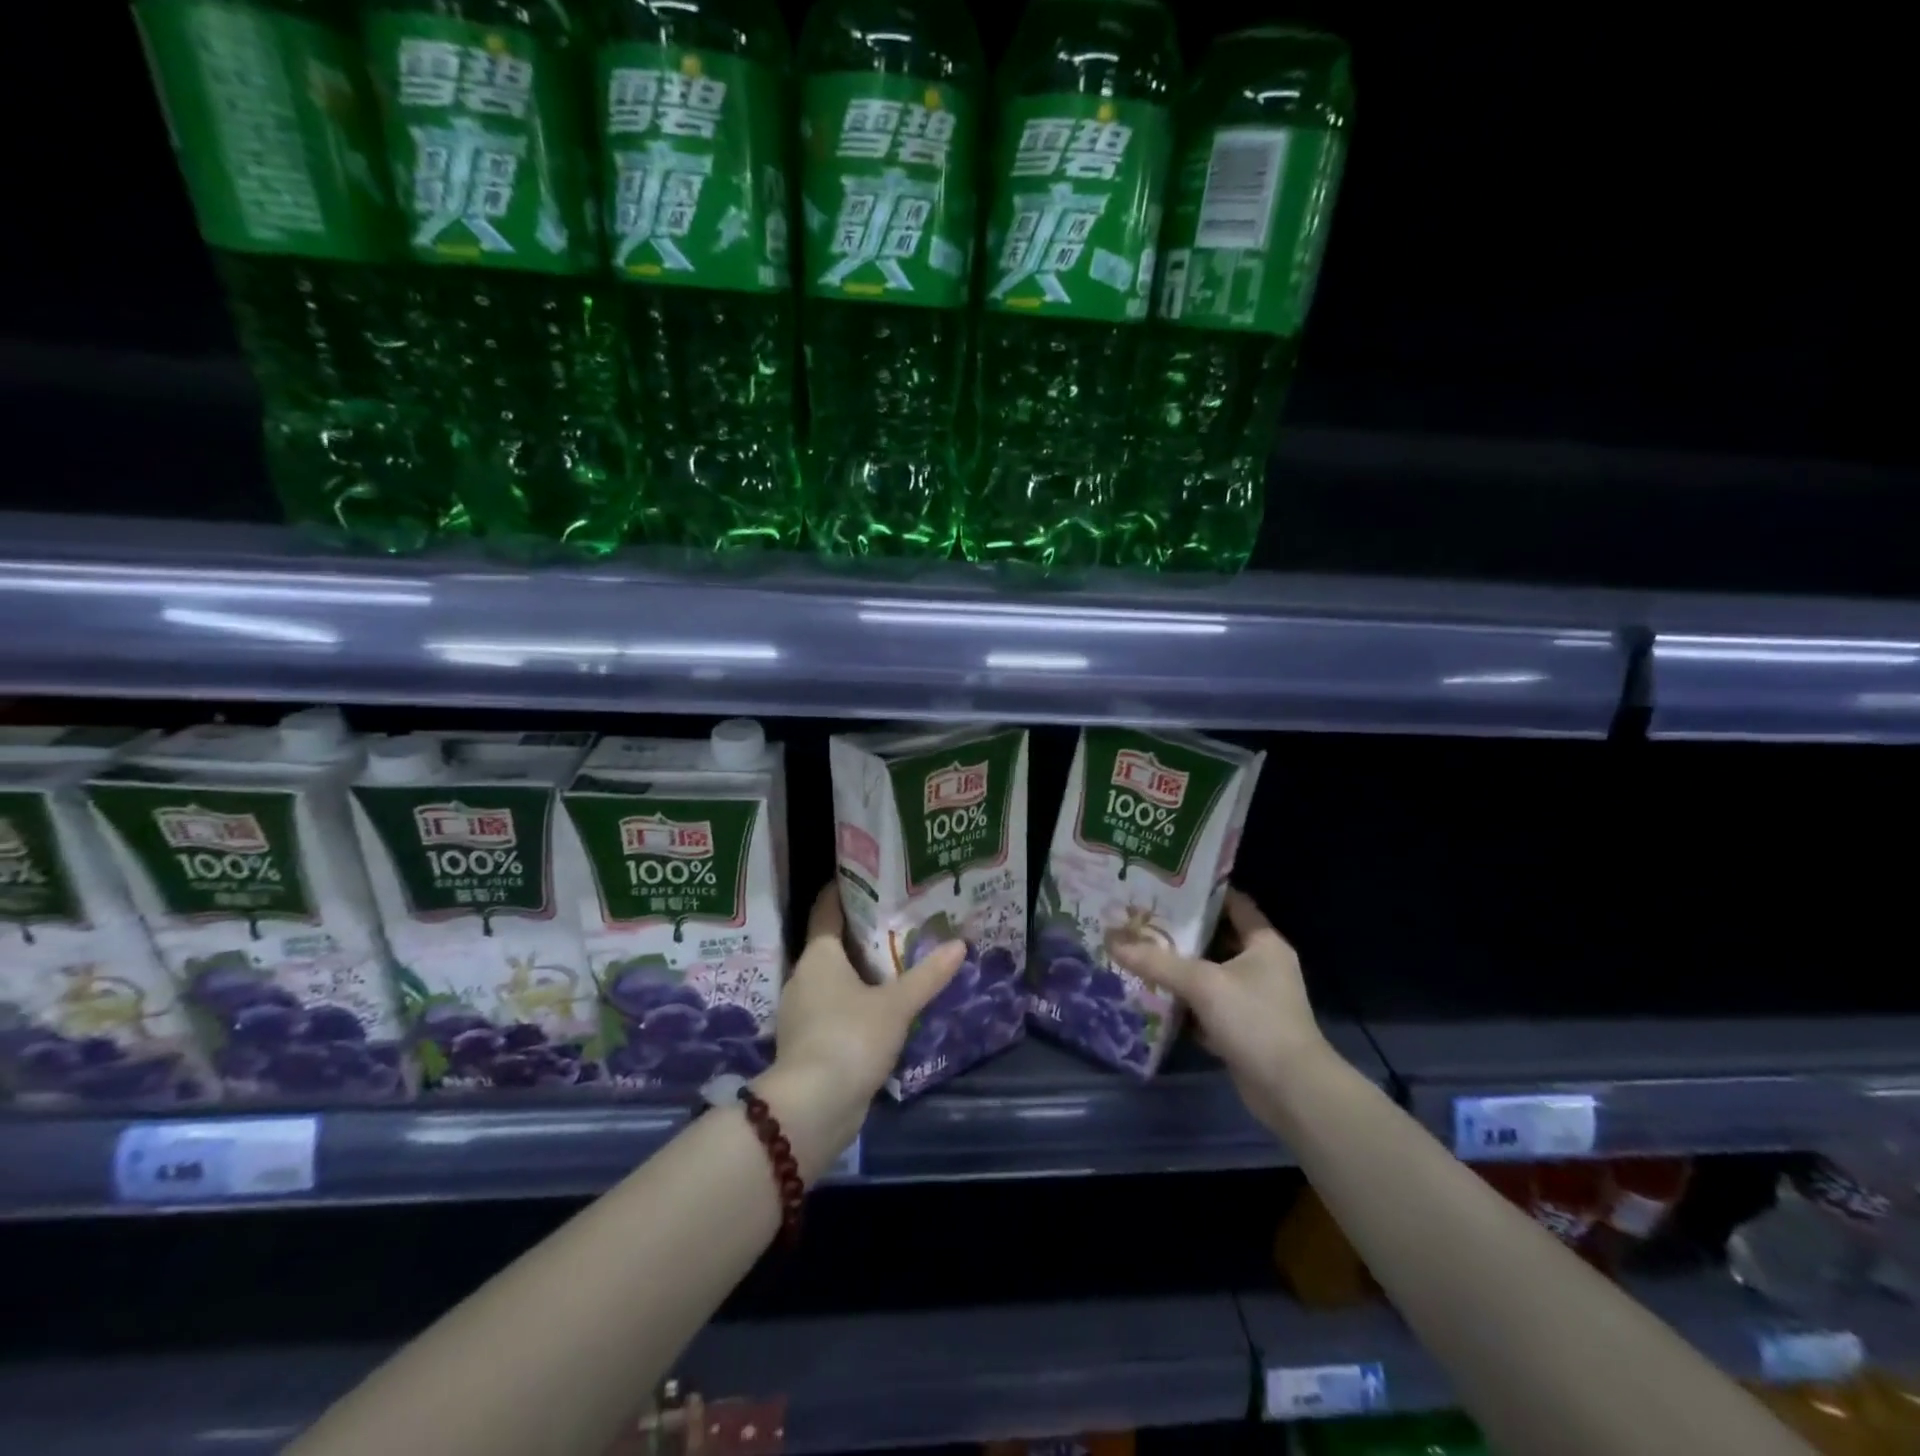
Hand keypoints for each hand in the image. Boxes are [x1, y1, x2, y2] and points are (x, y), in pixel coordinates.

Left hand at [764, 884, 966, 1135]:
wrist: (812, 1108)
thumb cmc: (850, 1038)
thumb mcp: (896, 1005)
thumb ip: (927, 975)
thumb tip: (959, 945)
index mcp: (818, 956)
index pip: (826, 910)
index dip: (843, 891)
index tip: (867, 879)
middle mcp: (803, 977)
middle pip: (831, 944)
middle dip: (861, 933)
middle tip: (898, 921)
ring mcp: (802, 1012)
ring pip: (833, 978)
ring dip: (859, 971)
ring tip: (896, 962)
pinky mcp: (807, 1042)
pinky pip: (833, 1008)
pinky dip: (854, 1001)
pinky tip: (882, 1007)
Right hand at [1107, 888, 1325, 1126]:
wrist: (1291, 1091)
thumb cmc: (1255, 1021)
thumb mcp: (1202, 984)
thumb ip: (1156, 962)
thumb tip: (1111, 941)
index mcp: (1264, 943)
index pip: (1232, 903)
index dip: (1200, 892)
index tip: (1163, 885)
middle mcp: (1262, 965)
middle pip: (1216, 938)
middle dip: (1179, 931)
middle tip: (1140, 918)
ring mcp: (1253, 999)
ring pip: (1209, 973)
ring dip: (1179, 968)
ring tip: (1138, 950)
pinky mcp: (1243, 1028)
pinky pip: (1208, 1005)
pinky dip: (1185, 1002)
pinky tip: (1153, 995)